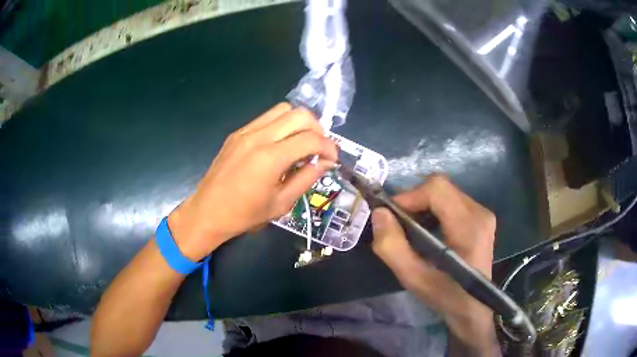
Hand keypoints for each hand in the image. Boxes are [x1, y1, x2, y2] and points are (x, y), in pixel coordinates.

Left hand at [168, 103, 337, 260]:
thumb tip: (325, 163)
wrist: (207, 212)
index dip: (328, 147)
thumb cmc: (244, 215)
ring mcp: (245, 132)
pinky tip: (281, 145)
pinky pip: (266, 118)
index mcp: (270, 158)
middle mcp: (258, 137)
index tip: (333, 159)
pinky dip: (281, 125)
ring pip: (282, 110)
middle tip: (319, 149)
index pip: (310, 139)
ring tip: (302, 143)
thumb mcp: (281, 203)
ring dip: (299, 123)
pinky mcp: (237, 133)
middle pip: (299, 115)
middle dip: (317, 129)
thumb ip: (306, 178)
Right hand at [371, 175, 498, 354]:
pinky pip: (451, 201)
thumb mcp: (414, 279)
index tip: (390, 216)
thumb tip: (379, 213)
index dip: (409, 196)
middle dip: (413, 201)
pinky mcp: (480, 217)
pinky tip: (426, 231)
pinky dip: (432, 209)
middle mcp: (479, 212)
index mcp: (469, 226)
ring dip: (422, 205)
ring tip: (410, 229)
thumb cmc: (446, 296)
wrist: (473, 307)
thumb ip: (392, 247)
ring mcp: (482, 213)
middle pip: (440, 187)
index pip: (437, 189)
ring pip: (444, 192)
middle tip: (397, 225)